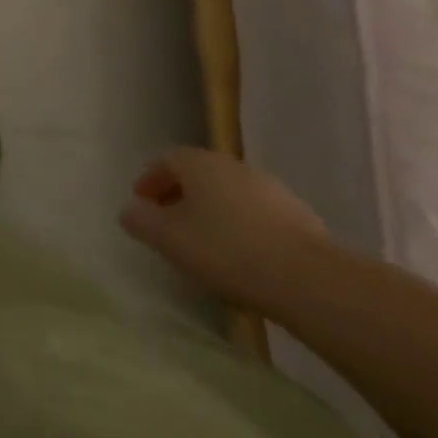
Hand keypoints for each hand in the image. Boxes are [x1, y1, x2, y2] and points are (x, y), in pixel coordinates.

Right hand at [120, 147, 331, 311]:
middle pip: (198, 174)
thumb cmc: (226, 250)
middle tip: (170, 224)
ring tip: (206, 245)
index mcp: (199, 162)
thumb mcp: (169, 239)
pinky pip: (256, 215)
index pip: (166, 159)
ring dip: (213, 212)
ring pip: (228, 194)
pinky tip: (243, 258)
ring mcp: (269, 188)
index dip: (150, 179)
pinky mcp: (298, 216)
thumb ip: (142, 221)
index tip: (142, 203)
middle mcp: (232, 165)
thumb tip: (129, 210)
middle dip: (180, 195)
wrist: (308, 278)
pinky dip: (242, 227)